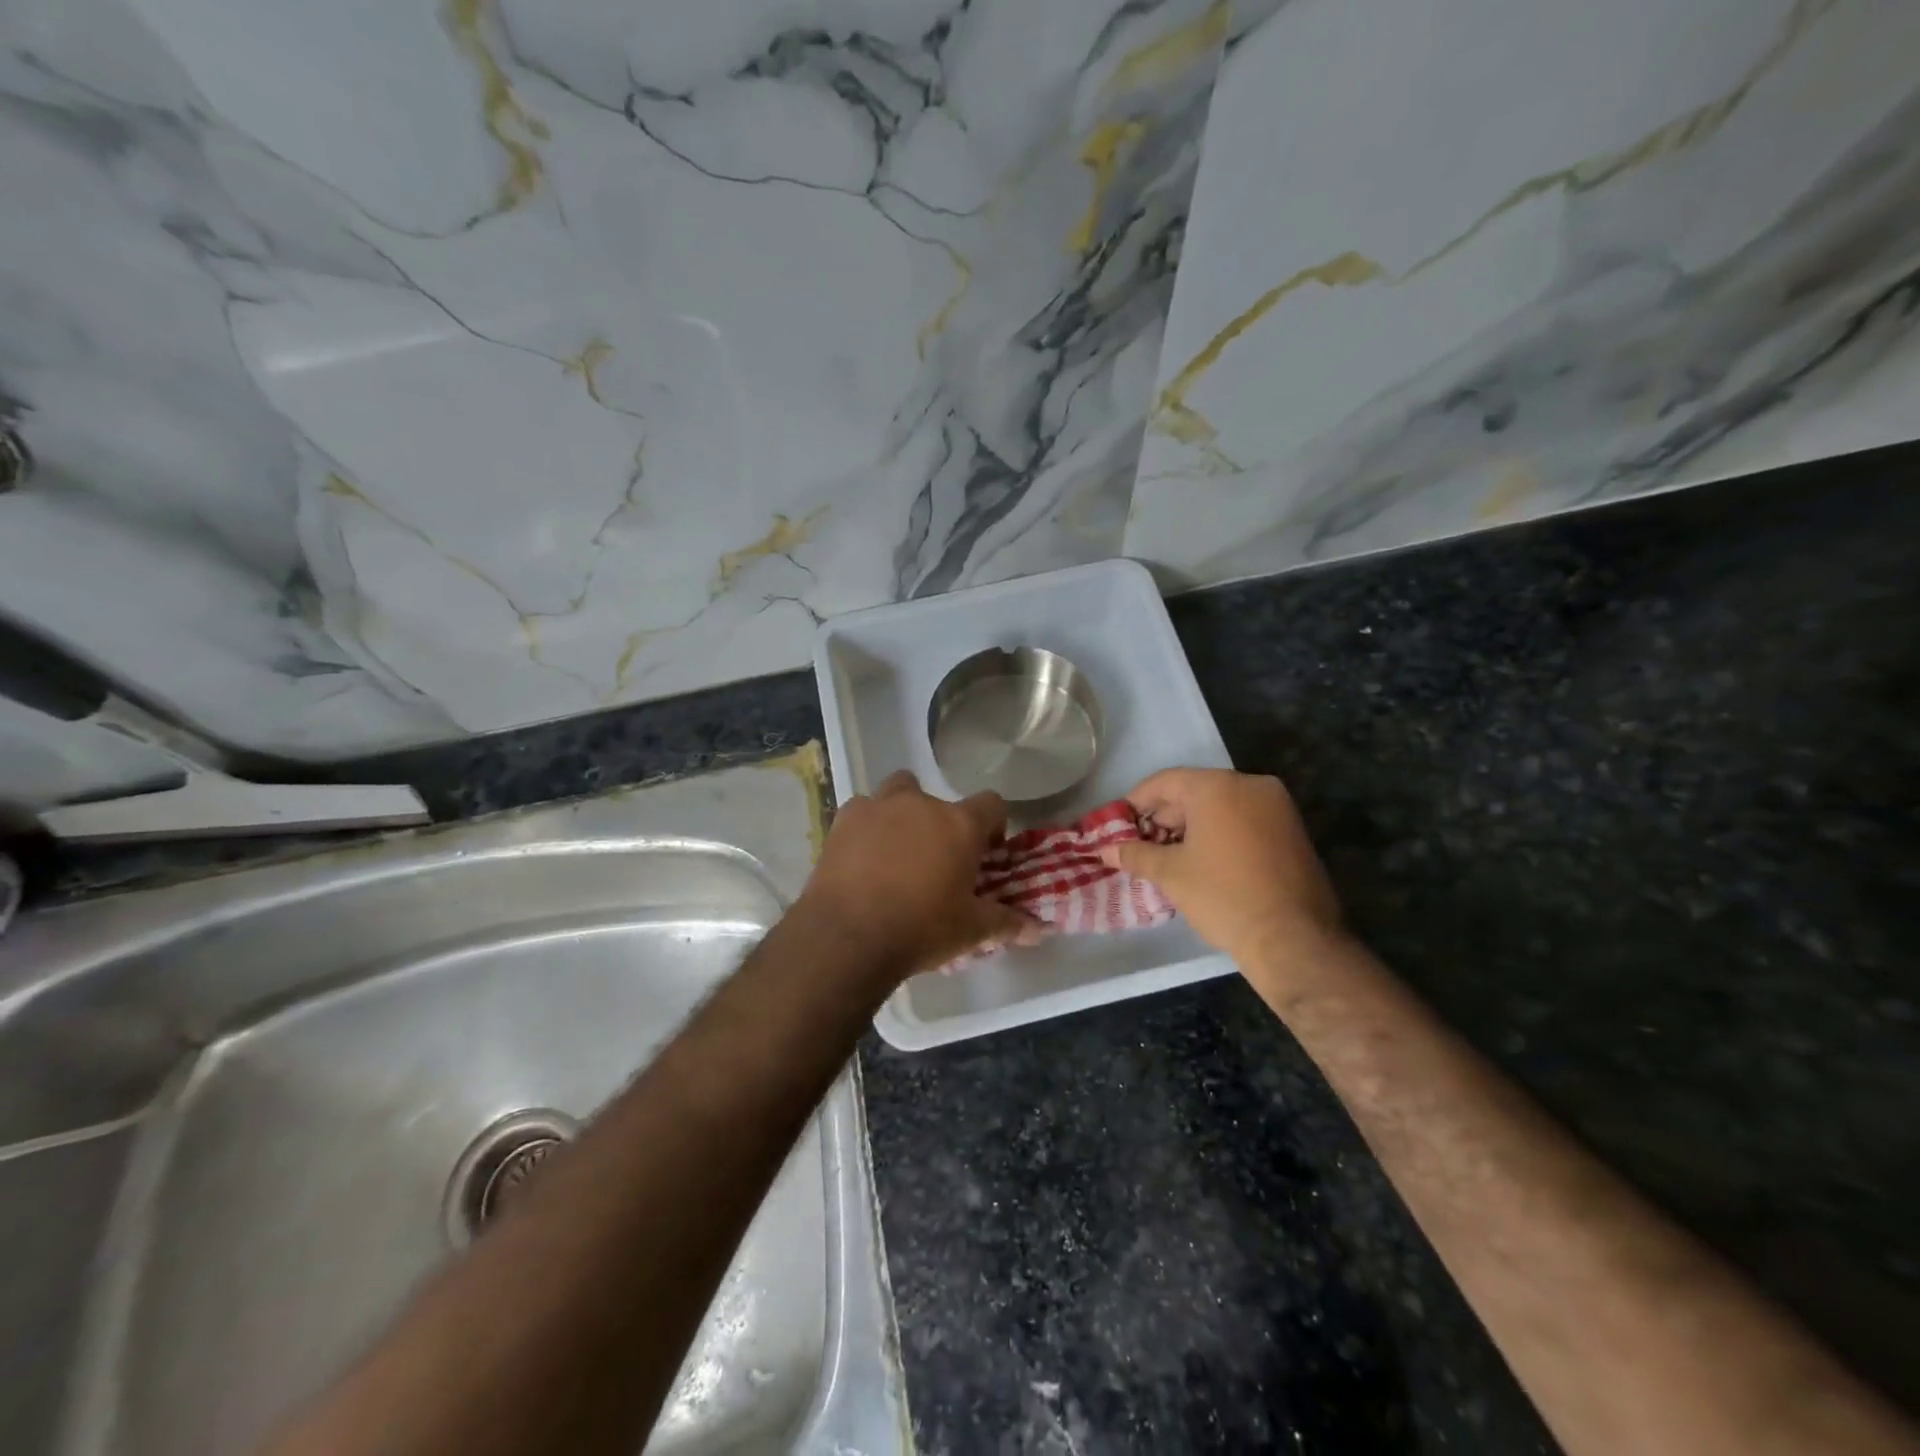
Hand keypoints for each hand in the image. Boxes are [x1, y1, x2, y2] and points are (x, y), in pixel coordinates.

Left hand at [800, 770, 1043, 979]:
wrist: (847, 937)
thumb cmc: (920, 929)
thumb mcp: (971, 931)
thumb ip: (1007, 923)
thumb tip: (1039, 930)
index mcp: (960, 824)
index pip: (992, 804)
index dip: (993, 825)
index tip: (986, 852)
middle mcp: (921, 804)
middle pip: (939, 797)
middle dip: (942, 822)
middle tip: (937, 858)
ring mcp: (878, 806)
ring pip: (897, 791)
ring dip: (902, 812)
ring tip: (897, 850)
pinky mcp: (843, 819)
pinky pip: (862, 811)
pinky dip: (866, 827)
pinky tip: (862, 857)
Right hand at [1100, 768, 1341, 966]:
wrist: (1294, 939)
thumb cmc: (1223, 897)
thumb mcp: (1170, 874)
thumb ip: (1135, 855)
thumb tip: (1105, 850)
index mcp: (1218, 786)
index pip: (1165, 782)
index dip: (1135, 802)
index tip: (1118, 825)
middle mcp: (1251, 785)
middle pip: (1194, 791)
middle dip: (1164, 817)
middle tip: (1140, 845)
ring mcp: (1277, 807)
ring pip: (1220, 806)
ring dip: (1191, 827)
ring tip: (1167, 857)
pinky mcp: (1293, 830)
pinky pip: (1244, 820)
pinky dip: (1219, 833)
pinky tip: (1202, 861)